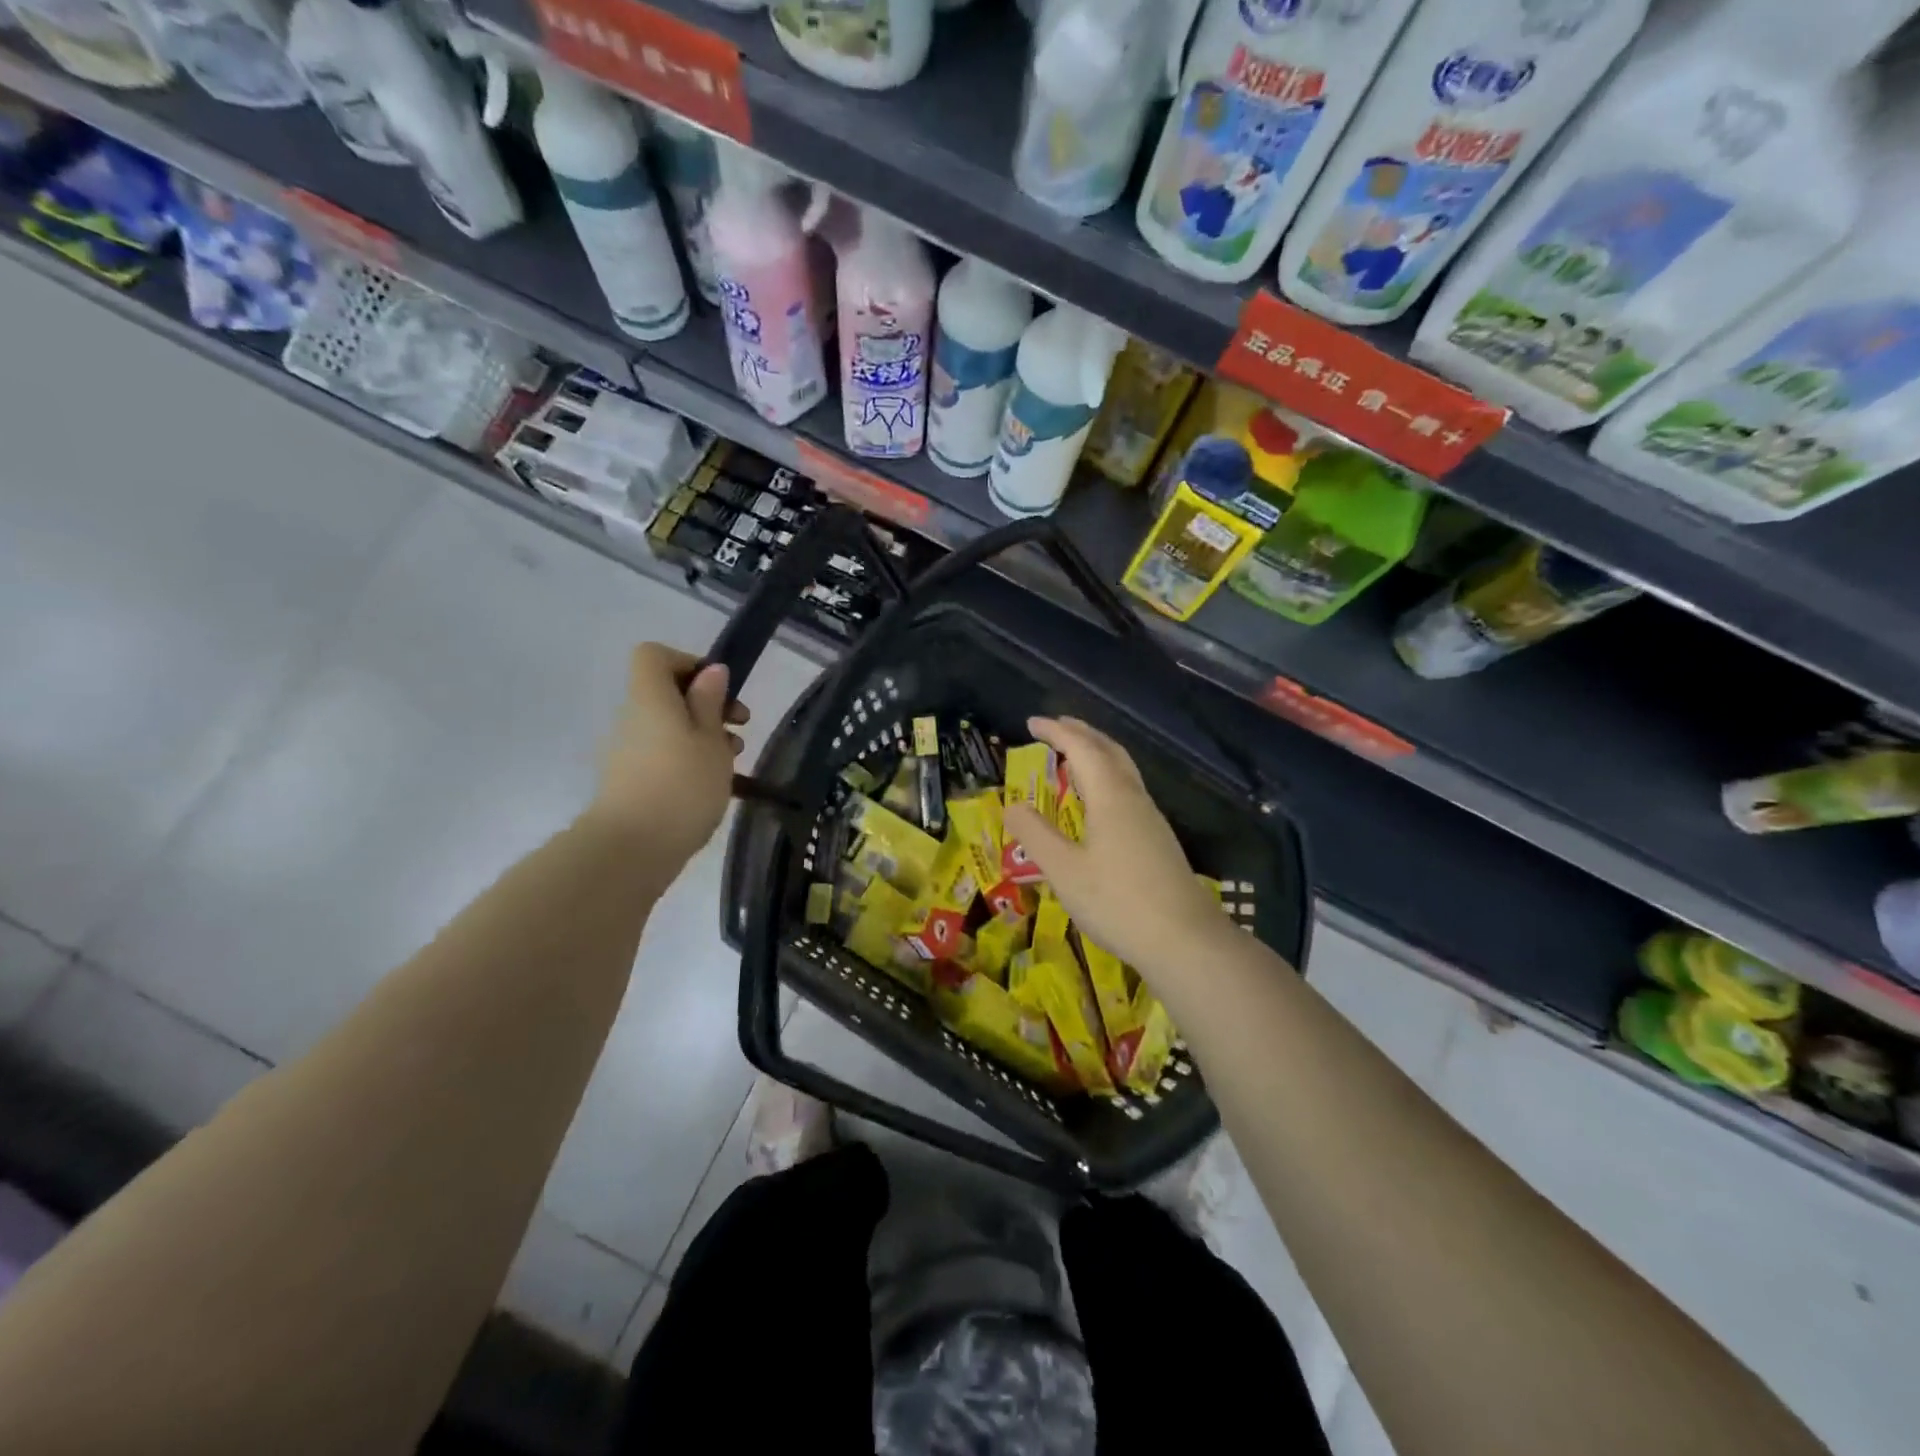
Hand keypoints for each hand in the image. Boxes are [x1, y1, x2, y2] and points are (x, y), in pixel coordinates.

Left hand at [586, 643, 748, 865]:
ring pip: (669, 727)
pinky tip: (716, 785)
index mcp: (650, 698)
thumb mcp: (710, 740)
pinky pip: (663, 755)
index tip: (719, 689)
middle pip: (666, 693)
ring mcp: (628, 752)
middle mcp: (633, 718)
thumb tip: (711, 671)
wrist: (631, 850)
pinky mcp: (630, 782)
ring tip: (734, 762)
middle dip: (707, 704)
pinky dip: (690, 760)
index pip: (654, 656)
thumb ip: (710, 702)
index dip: (688, 662)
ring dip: (704, 735)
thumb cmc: (682, 786)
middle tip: (741, 726)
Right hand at [1002, 716, 1231, 987]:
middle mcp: (1134, 799)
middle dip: (1081, 733)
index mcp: (1111, 797)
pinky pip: (1129, 790)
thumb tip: (1011, 804)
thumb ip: (1035, 835)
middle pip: (1109, 751)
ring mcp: (1151, 819)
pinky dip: (1108, 777)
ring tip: (1074, 755)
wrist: (1185, 940)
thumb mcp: (1064, 871)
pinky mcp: (1158, 840)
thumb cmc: (1118, 902)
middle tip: (1055, 727)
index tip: (1032, 722)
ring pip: (1123, 770)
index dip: (1056, 732)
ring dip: (1098, 753)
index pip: (1082, 748)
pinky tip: (1099, 801)